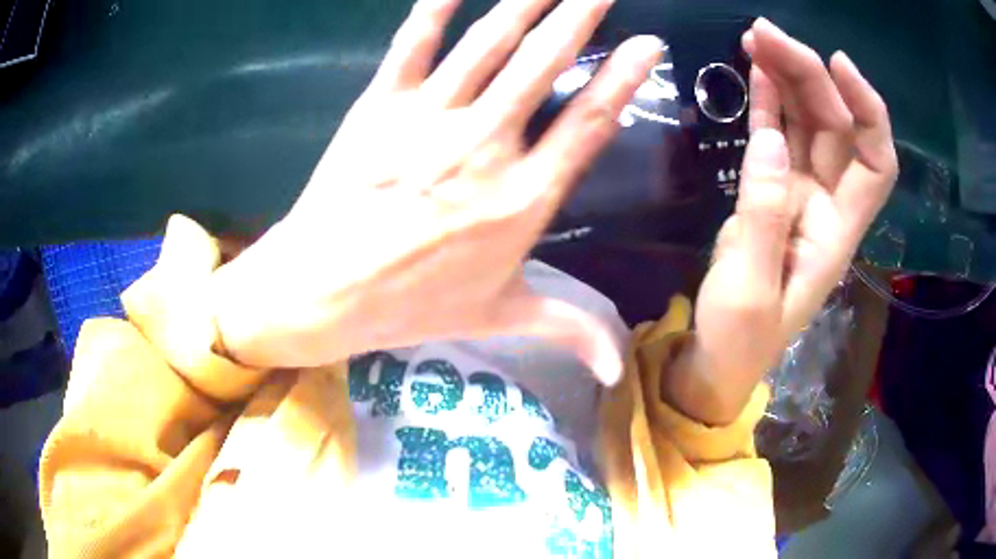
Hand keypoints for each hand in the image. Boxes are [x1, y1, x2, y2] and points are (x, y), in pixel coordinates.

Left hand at [210, 0, 662, 384]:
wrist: (319, 292)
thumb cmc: (408, 307)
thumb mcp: (498, 317)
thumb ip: (567, 328)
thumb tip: (617, 370)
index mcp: (522, 200)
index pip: (588, 124)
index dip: (624, 80)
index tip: (648, 46)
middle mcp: (484, 147)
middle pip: (544, 65)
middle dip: (580, 17)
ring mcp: (428, 119)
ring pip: (489, 43)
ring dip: (524, 2)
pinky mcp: (379, 106)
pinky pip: (413, 43)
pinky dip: (435, 7)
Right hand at [665, 19, 897, 423]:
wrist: (718, 358)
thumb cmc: (740, 338)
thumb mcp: (752, 288)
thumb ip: (765, 213)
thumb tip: (771, 137)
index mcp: (836, 232)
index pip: (875, 161)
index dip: (867, 110)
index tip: (836, 64)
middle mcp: (827, 205)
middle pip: (836, 127)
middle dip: (810, 75)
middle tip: (766, 34)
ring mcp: (799, 195)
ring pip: (807, 124)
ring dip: (789, 78)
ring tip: (757, 38)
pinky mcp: (771, 192)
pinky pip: (778, 136)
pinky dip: (771, 102)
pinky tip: (758, 69)